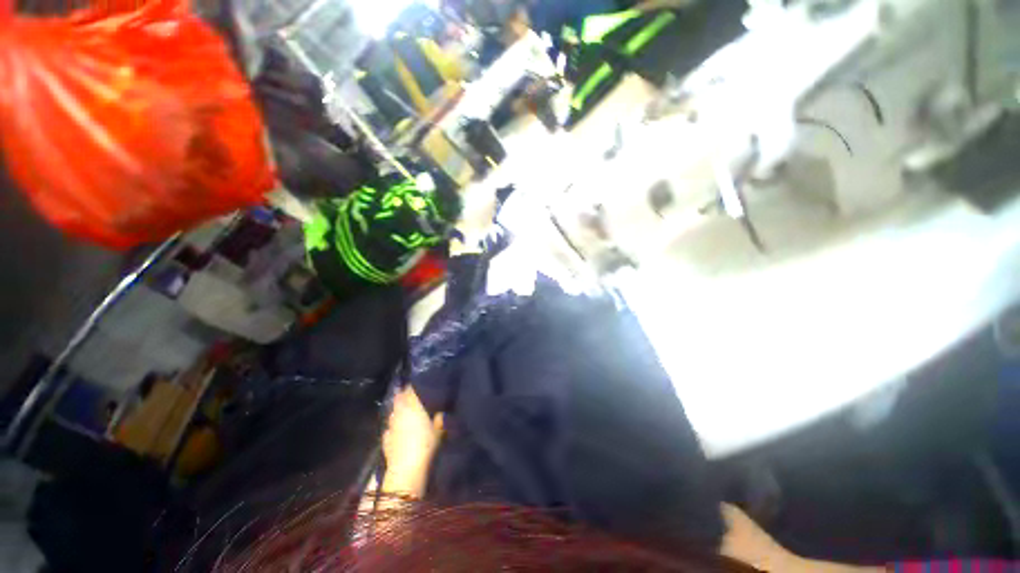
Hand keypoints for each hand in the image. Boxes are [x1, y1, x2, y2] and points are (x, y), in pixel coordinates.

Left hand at [381, 386, 442, 497]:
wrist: (406, 470)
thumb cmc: (426, 444)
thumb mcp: (440, 429)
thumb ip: (440, 418)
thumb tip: (441, 411)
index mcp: (412, 405)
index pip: (411, 389)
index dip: (414, 385)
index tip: (419, 383)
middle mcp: (399, 412)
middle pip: (400, 398)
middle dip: (405, 395)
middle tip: (412, 395)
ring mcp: (390, 426)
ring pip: (393, 412)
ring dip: (398, 410)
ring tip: (406, 411)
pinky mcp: (385, 440)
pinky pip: (389, 428)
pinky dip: (394, 427)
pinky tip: (398, 430)